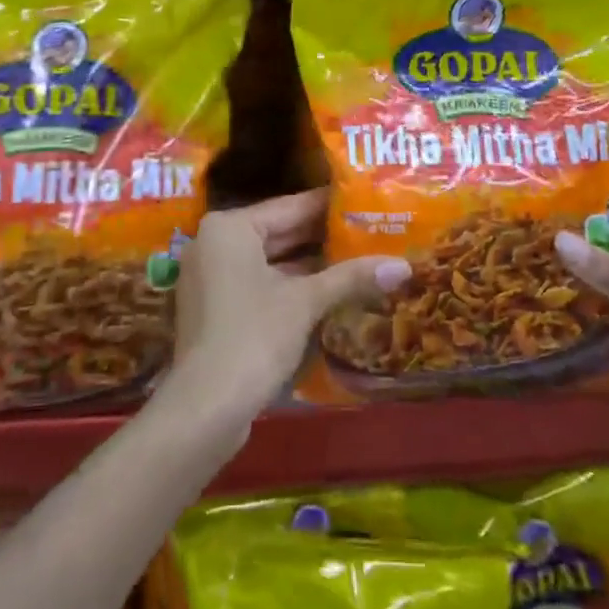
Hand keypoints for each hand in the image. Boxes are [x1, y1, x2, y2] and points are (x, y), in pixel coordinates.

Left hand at [168, 189, 409, 436]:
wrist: (204, 408)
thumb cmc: (253, 337)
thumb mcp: (305, 302)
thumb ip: (351, 278)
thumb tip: (403, 265)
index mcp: (229, 227)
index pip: (289, 206)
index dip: (329, 206)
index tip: (365, 201)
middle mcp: (214, 242)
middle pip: (278, 232)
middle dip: (323, 236)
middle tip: (370, 229)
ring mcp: (211, 277)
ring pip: (270, 260)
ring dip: (310, 265)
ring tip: (360, 257)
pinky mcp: (216, 308)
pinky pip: (259, 283)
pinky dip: (290, 286)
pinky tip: (330, 291)